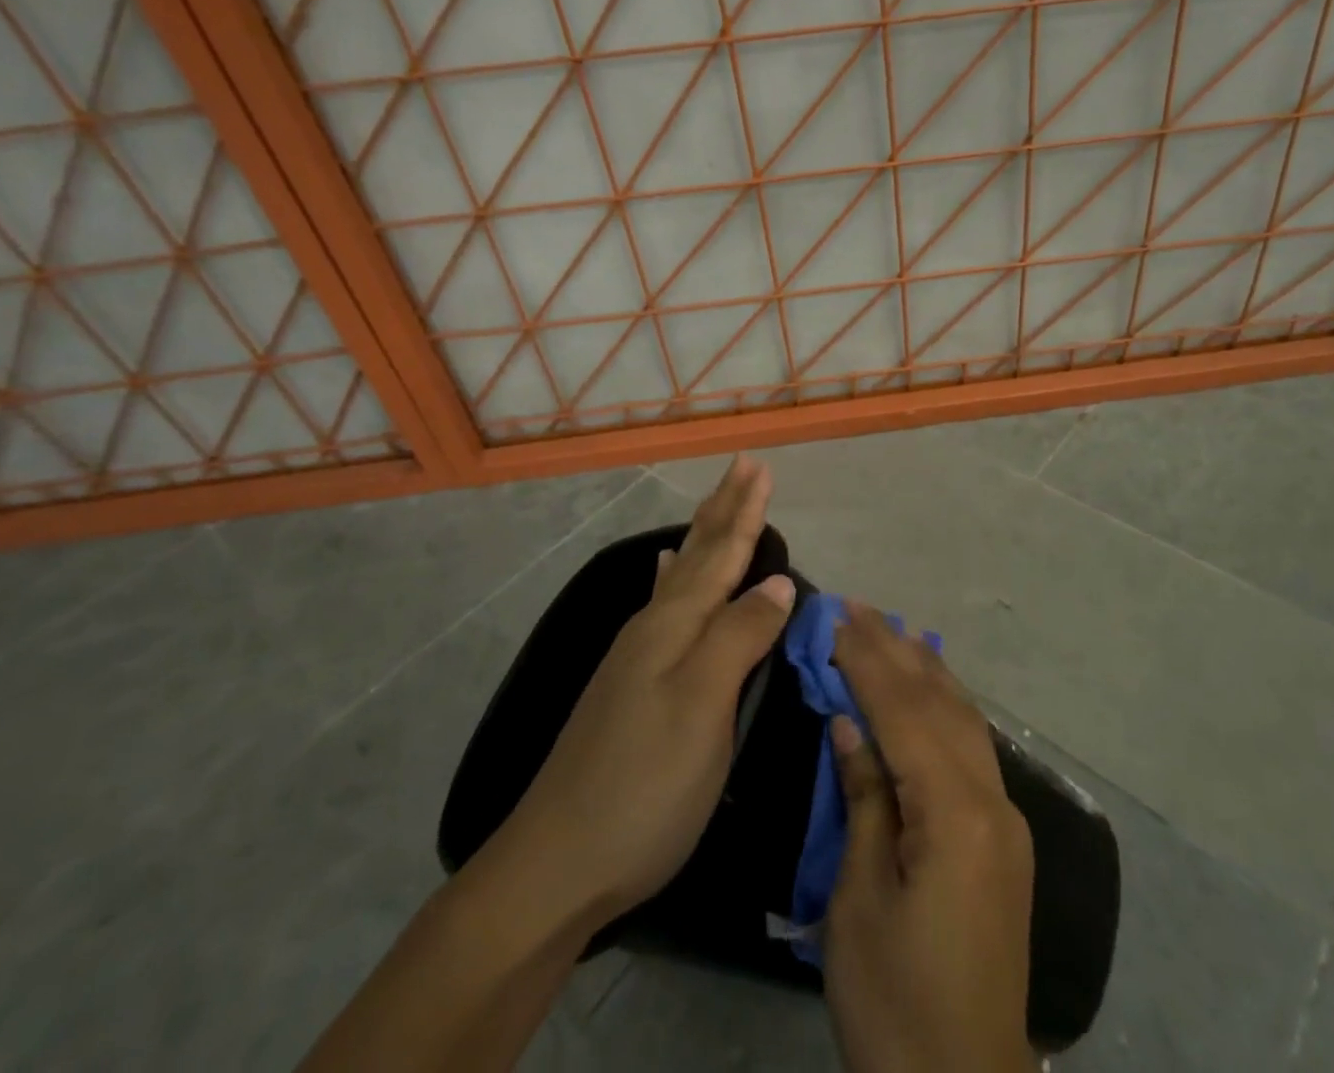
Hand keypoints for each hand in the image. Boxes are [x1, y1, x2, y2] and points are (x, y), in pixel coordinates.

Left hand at [487, 456, 795, 924]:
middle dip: (724, 509)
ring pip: (680, 577)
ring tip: (713, 506)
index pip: (721, 554)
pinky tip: (663, 572)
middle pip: (697, 554)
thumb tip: (777, 581)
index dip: (745, 512)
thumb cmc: (644, 786)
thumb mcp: (704, 707)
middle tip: (743, 467)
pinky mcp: (630, 687)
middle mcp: (653, 629)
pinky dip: (671, 579)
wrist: (556, 866)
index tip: (761, 467)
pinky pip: (661, 606)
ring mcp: (636, 658)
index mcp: (674, 627)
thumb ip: (740, 636)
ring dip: (703, 537)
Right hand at [825, 605, 1035, 1072]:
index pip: (904, 714)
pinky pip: (973, 749)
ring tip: (892, 631)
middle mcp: (992, 801)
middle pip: (940, 705)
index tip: (838, 618)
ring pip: (965, 720)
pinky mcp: (1005, 839)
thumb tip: (850, 726)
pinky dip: (945, 708)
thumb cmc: (894, 999)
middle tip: (860, 607)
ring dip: (926, 671)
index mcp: (955, 814)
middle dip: (897, 651)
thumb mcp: (859, 901)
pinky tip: (929, 691)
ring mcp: (1006, 819)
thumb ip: (864, 801)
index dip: (868, 662)